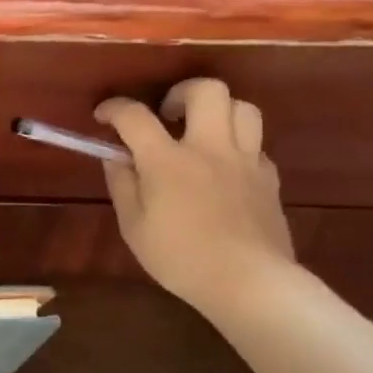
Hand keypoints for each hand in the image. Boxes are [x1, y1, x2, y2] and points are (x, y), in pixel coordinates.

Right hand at [96, 80, 295, 319]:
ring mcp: (245, 160)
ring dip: (218, 110)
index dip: (114, 108)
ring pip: (242, 107)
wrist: (249, 282)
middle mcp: (209, 148)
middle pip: (207, 90)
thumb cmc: (181, 258)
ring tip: (201, 131)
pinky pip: (256, 143)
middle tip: (166, 115)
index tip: (103, 116)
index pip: (134, 116)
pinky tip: (223, 168)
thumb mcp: (134, 226)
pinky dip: (236, 145)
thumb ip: (122, 185)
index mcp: (168, 160)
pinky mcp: (269, 177)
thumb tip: (116, 158)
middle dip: (181, 92)